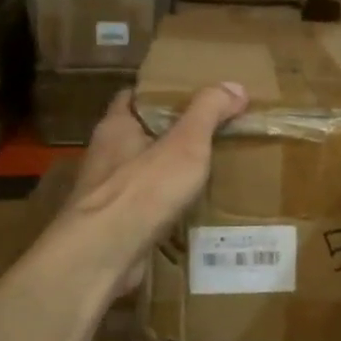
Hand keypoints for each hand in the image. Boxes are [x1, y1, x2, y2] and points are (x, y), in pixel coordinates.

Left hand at [65, 82, 248, 294]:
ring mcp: (106, 194)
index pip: (134, 97)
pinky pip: (144, 208)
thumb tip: (235, 86)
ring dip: (167, 173)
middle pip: (140, 136)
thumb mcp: (186, 143)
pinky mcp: (114, 226)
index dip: (160, 94)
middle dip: (170, 135)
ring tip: (205, 173)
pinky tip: (189, 211)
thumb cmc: (143, 189)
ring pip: (142, 174)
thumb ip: (209, 112)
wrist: (104, 254)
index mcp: (116, 127)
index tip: (192, 96)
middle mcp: (106, 156)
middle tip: (210, 134)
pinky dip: (164, 207)